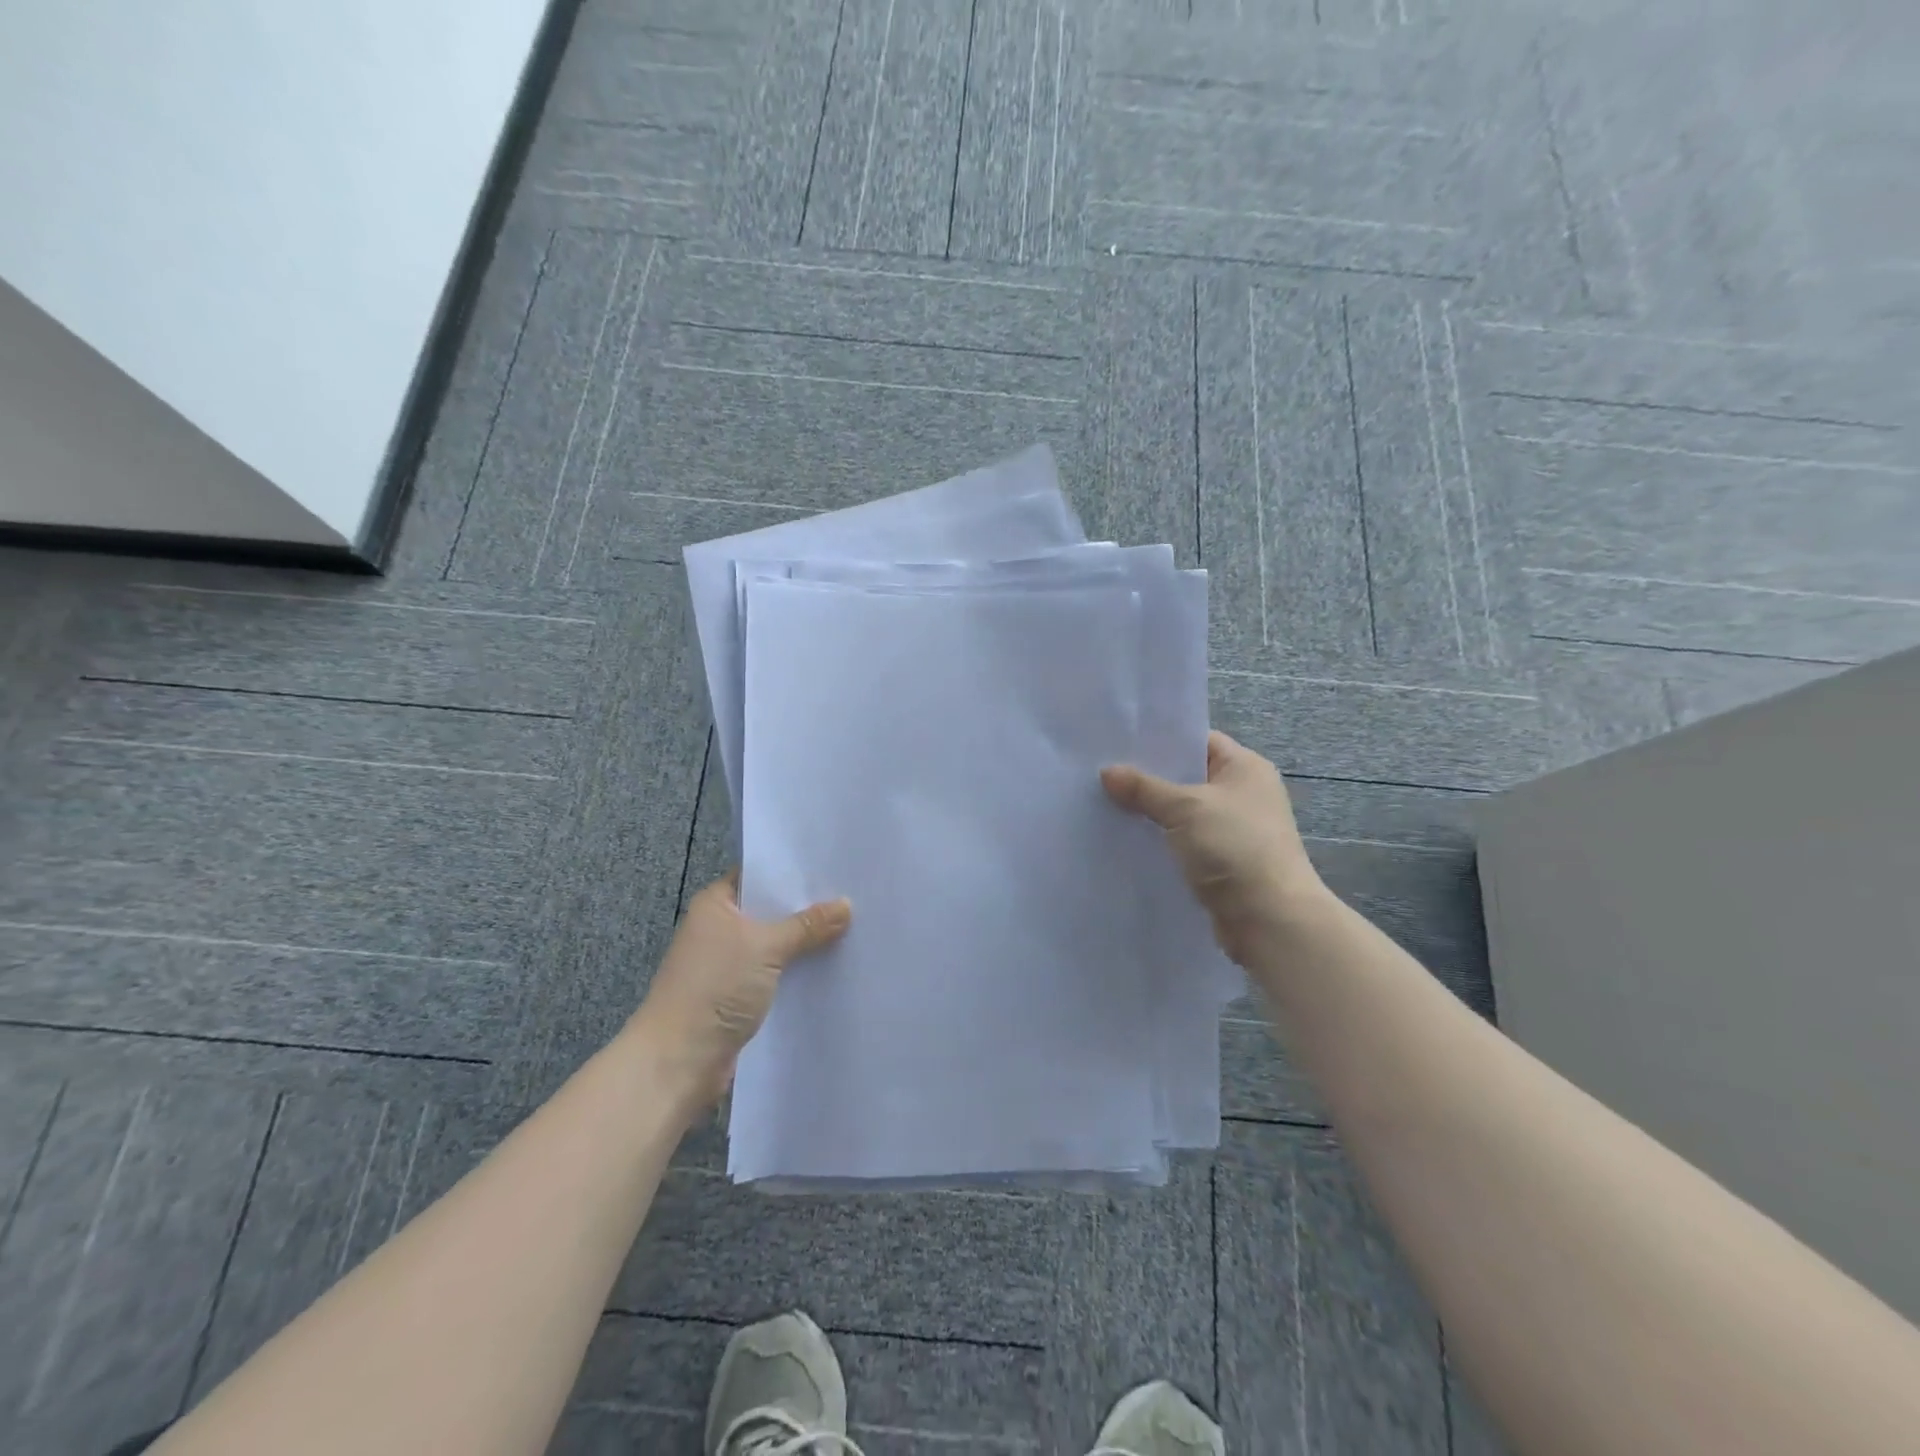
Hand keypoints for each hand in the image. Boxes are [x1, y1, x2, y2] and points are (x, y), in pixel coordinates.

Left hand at [628, 871, 850, 1108]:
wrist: (678, 1062)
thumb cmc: (714, 988)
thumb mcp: (766, 947)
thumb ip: (807, 925)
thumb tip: (846, 904)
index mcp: (716, 904)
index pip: (759, 874)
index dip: (793, 870)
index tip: (833, 864)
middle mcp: (720, 928)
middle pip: (771, 910)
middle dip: (807, 907)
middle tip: (854, 894)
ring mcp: (729, 964)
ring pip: (777, 944)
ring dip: (806, 942)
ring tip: (854, 927)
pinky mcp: (739, 996)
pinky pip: (777, 974)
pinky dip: (799, 971)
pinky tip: (834, 965)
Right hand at [1102, 731, 1326, 964]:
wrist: (1269, 919)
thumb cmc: (1234, 847)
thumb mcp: (1185, 808)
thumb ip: (1144, 788)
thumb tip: (1107, 772)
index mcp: (1245, 768)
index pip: (1198, 741)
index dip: (1161, 740)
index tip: (1120, 742)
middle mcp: (1243, 795)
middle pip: (1187, 778)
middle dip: (1148, 778)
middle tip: (1103, 772)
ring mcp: (1233, 831)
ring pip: (1181, 813)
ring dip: (1150, 813)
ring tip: (1104, 804)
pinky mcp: (1221, 863)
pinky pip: (1182, 843)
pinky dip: (1159, 842)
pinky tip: (1124, 840)